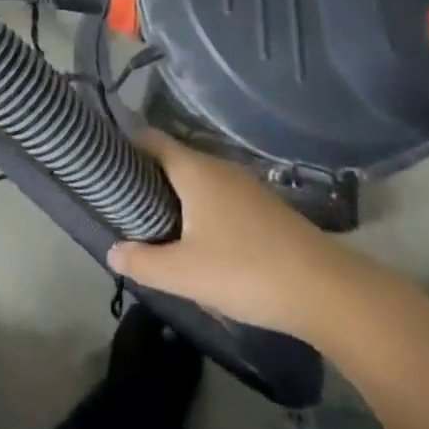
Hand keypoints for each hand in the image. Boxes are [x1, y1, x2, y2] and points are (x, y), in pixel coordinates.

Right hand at [107, 132, 349, 341]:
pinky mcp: (261, 206)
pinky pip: (217, 196)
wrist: (322, 288)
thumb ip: (143, 261)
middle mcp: (216, 165)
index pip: (150, 140)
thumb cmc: (245, 270)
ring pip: (196, 180)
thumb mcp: (185, 273)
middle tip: (124, 205)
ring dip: (175, 196)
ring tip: (155, 226)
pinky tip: (199, 242)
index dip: (126, 147)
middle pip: (172, 159)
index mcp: (193, 169)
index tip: (105, 165)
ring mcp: (242, 184)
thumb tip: (112, 249)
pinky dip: (200, 209)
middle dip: (147, 177)